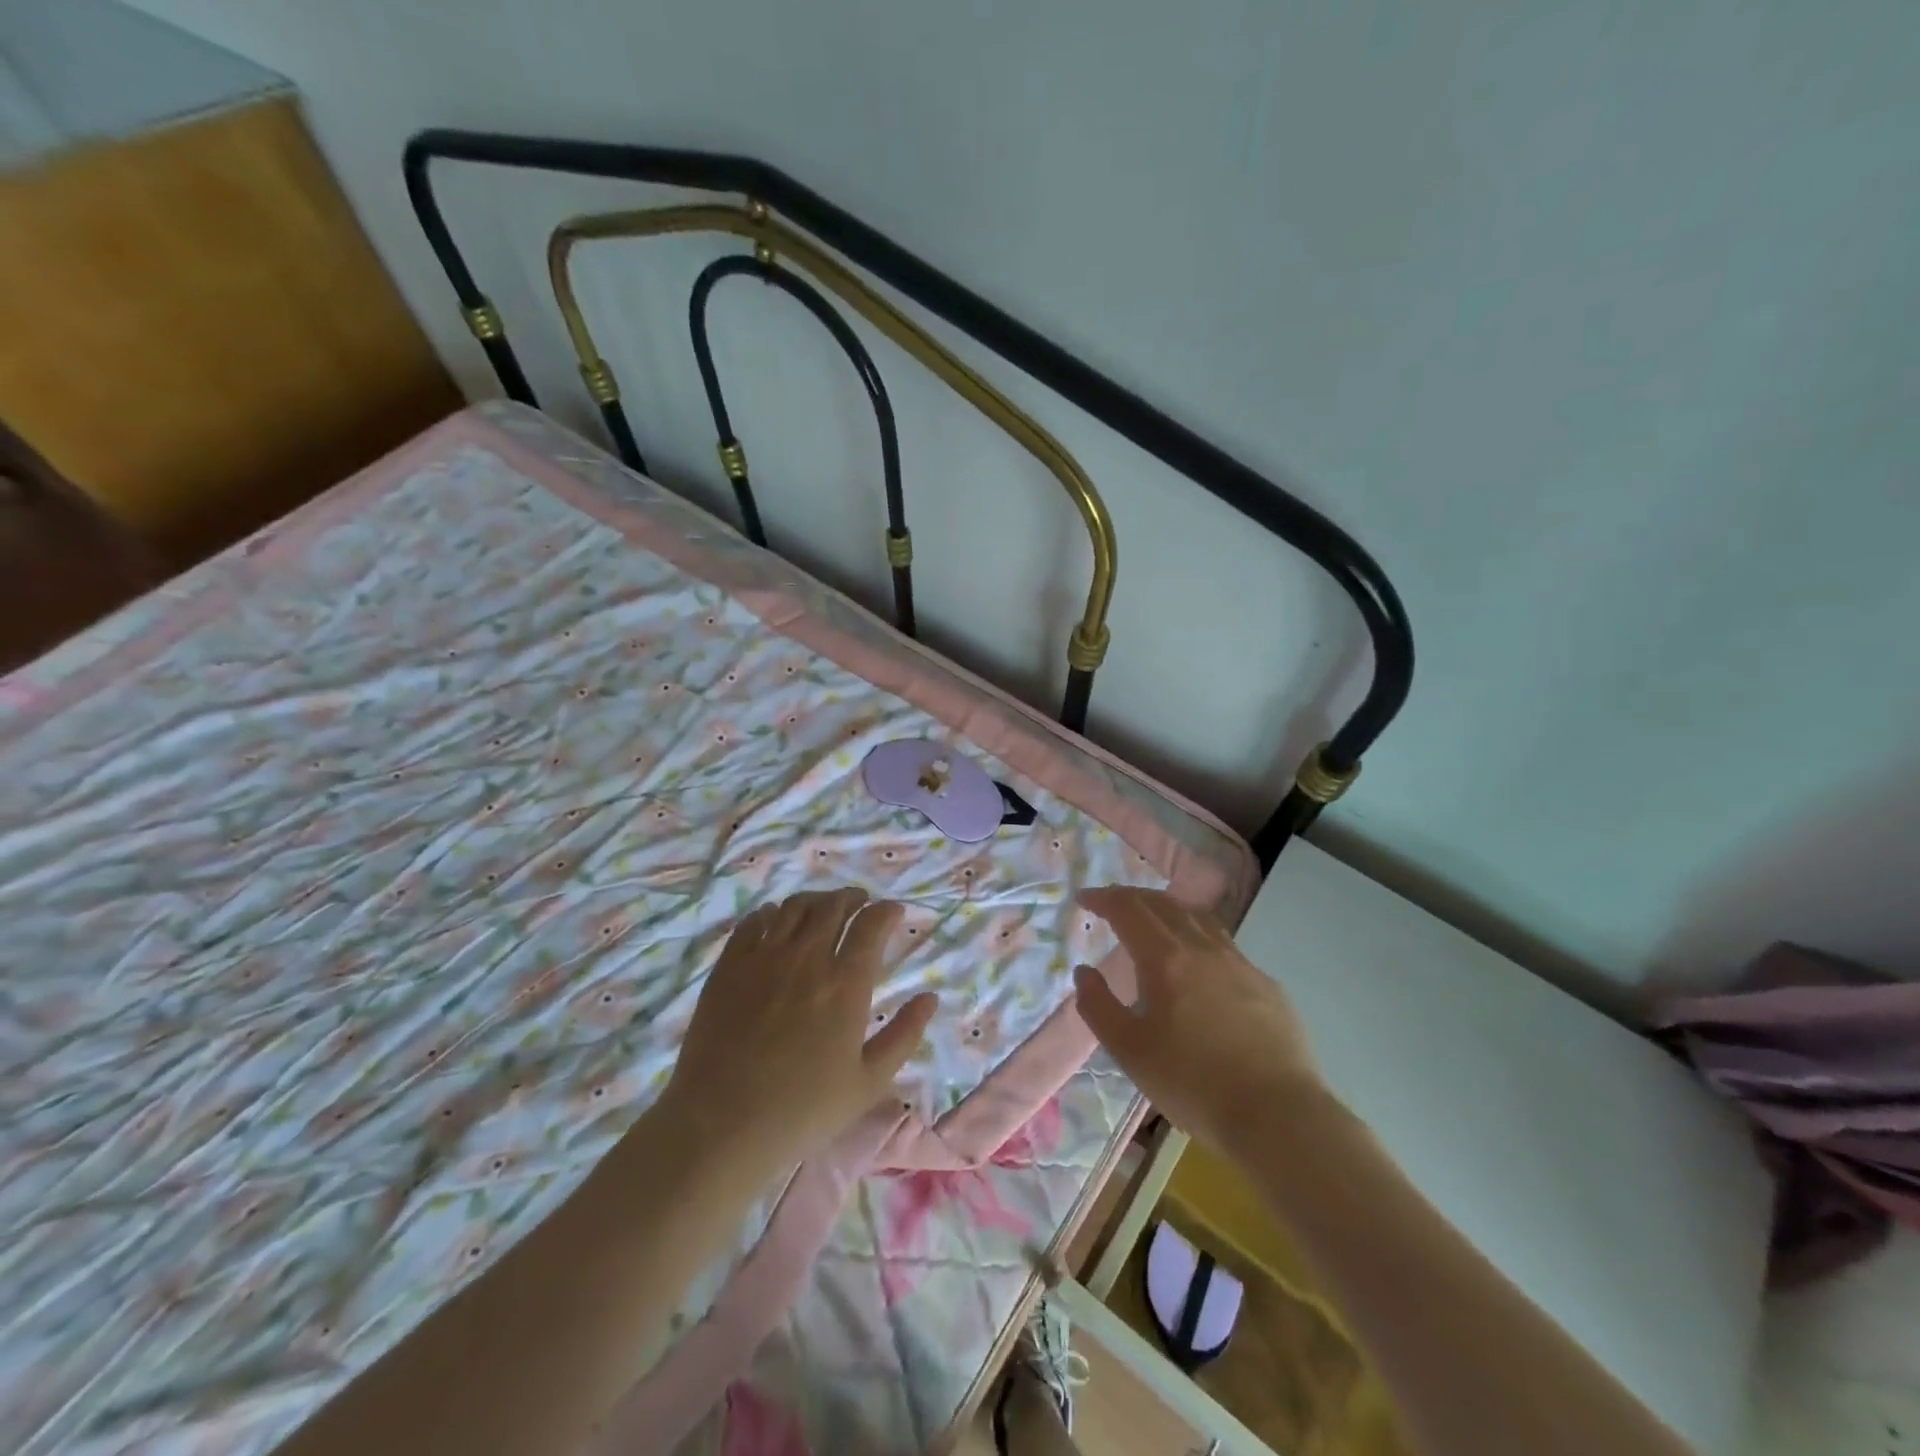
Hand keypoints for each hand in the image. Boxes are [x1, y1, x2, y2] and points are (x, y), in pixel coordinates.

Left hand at [664, 888, 936, 1180]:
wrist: (721, 1125)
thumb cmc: (802, 1110)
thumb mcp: (868, 1082)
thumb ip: (904, 1035)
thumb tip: (930, 998)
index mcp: (846, 982)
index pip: (871, 924)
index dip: (886, 911)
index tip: (893, 911)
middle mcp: (807, 957)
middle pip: (833, 906)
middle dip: (853, 898)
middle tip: (860, 903)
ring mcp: (764, 957)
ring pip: (794, 907)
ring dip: (816, 900)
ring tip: (822, 908)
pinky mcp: (729, 966)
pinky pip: (753, 921)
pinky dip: (772, 913)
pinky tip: (775, 921)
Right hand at [1074, 887, 1326, 1158]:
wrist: (1278, 1115)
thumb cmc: (1193, 1083)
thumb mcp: (1130, 1051)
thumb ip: (1099, 1006)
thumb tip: (1084, 972)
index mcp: (1165, 958)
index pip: (1128, 909)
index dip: (1103, 898)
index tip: (1084, 899)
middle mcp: (1202, 947)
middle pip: (1163, 904)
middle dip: (1132, 898)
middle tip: (1112, 905)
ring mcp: (1240, 963)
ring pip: (1198, 918)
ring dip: (1168, 910)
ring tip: (1154, 922)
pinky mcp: (1266, 984)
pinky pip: (1225, 945)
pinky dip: (1199, 937)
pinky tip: (1200, 964)